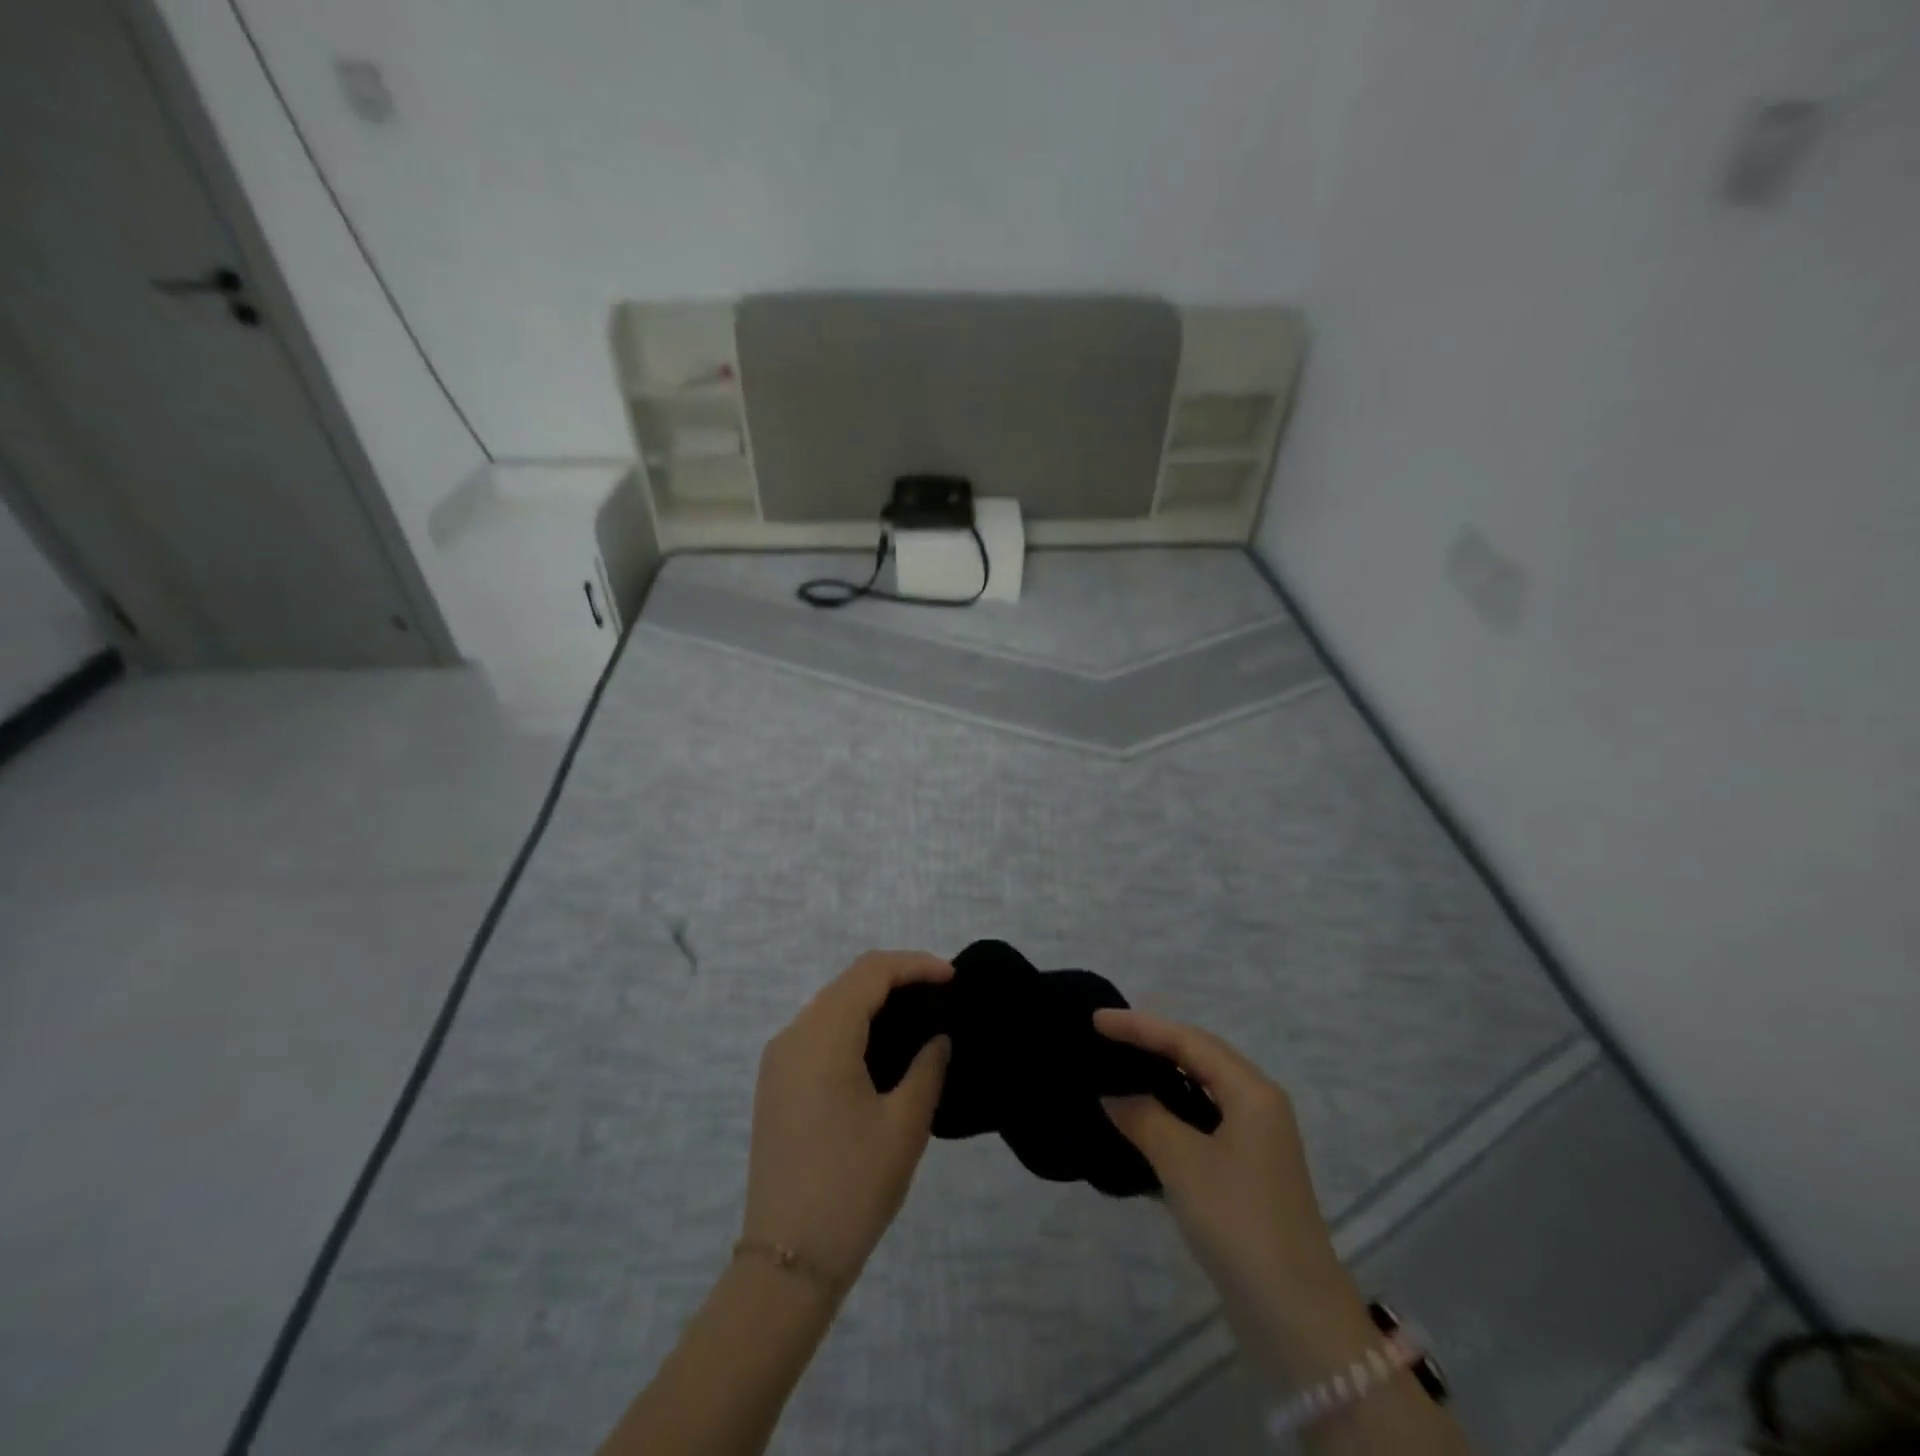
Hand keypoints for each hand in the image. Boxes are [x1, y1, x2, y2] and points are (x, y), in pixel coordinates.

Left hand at [742, 951, 953, 1288]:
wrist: (787, 1261)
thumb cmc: (853, 1186)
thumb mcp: (904, 1125)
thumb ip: (927, 1068)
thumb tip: (937, 1038)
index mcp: (822, 1036)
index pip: (872, 972)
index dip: (915, 965)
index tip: (953, 978)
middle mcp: (793, 1035)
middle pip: (849, 981)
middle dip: (897, 977)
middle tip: (941, 994)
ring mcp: (779, 1059)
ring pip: (831, 1004)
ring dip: (873, 999)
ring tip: (918, 1015)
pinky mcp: (776, 1083)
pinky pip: (818, 1031)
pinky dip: (852, 1023)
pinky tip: (881, 1047)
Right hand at [1095, 1009, 1343, 1303]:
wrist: (1293, 1314)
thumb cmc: (1238, 1220)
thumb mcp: (1182, 1161)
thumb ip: (1143, 1117)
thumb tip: (1112, 1095)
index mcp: (1251, 1091)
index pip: (1187, 1041)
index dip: (1140, 1027)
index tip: (1096, 1021)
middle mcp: (1258, 1104)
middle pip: (1199, 1056)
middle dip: (1153, 1042)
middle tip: (1108, 1036)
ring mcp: (1255, 1140)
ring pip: (1201, 1089)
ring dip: (1162, 1076)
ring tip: (1120, 1068)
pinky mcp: (1247, 1171)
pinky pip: (1202, 1120)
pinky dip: (1172, 1111)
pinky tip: (1143, 1118)